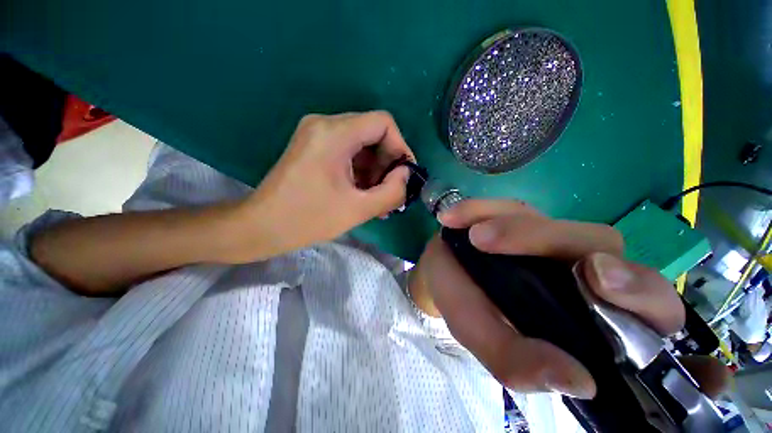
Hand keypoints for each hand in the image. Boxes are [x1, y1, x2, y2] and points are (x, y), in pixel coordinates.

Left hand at [235, 111, 413, 260]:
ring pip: (361, 143)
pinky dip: (360, 170)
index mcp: (335, 133)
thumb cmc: (308, 219)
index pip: (383, 122)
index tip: (404, 175)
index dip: (400, 147)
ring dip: (374, 170)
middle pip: (372, 132)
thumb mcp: (358, 209)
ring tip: (378, 198)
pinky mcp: (313, 147)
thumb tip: (406, 175)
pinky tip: (363, 193)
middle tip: (391, 192)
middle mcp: (325, 124)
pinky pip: (347, 151)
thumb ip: (392, 192)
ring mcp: (316, 134)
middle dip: (387, 163)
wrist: (260, 226)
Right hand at [412, 199, 728, 398]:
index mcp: (587, 308)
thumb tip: (578, 383)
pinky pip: (503, 206)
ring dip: (517, 229)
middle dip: (579, 255)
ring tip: (475, 237)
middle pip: (604, 248)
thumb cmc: (467, 306)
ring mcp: (544, 234)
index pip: (648, 304)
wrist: (443, 270)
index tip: (601, 287)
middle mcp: (575, 265)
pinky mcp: (513, 213)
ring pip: (555, 224)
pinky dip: (478, 209)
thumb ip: (515, 361)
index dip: (641, 295)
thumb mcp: (483, 337)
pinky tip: (453, 219)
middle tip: (537, 258)